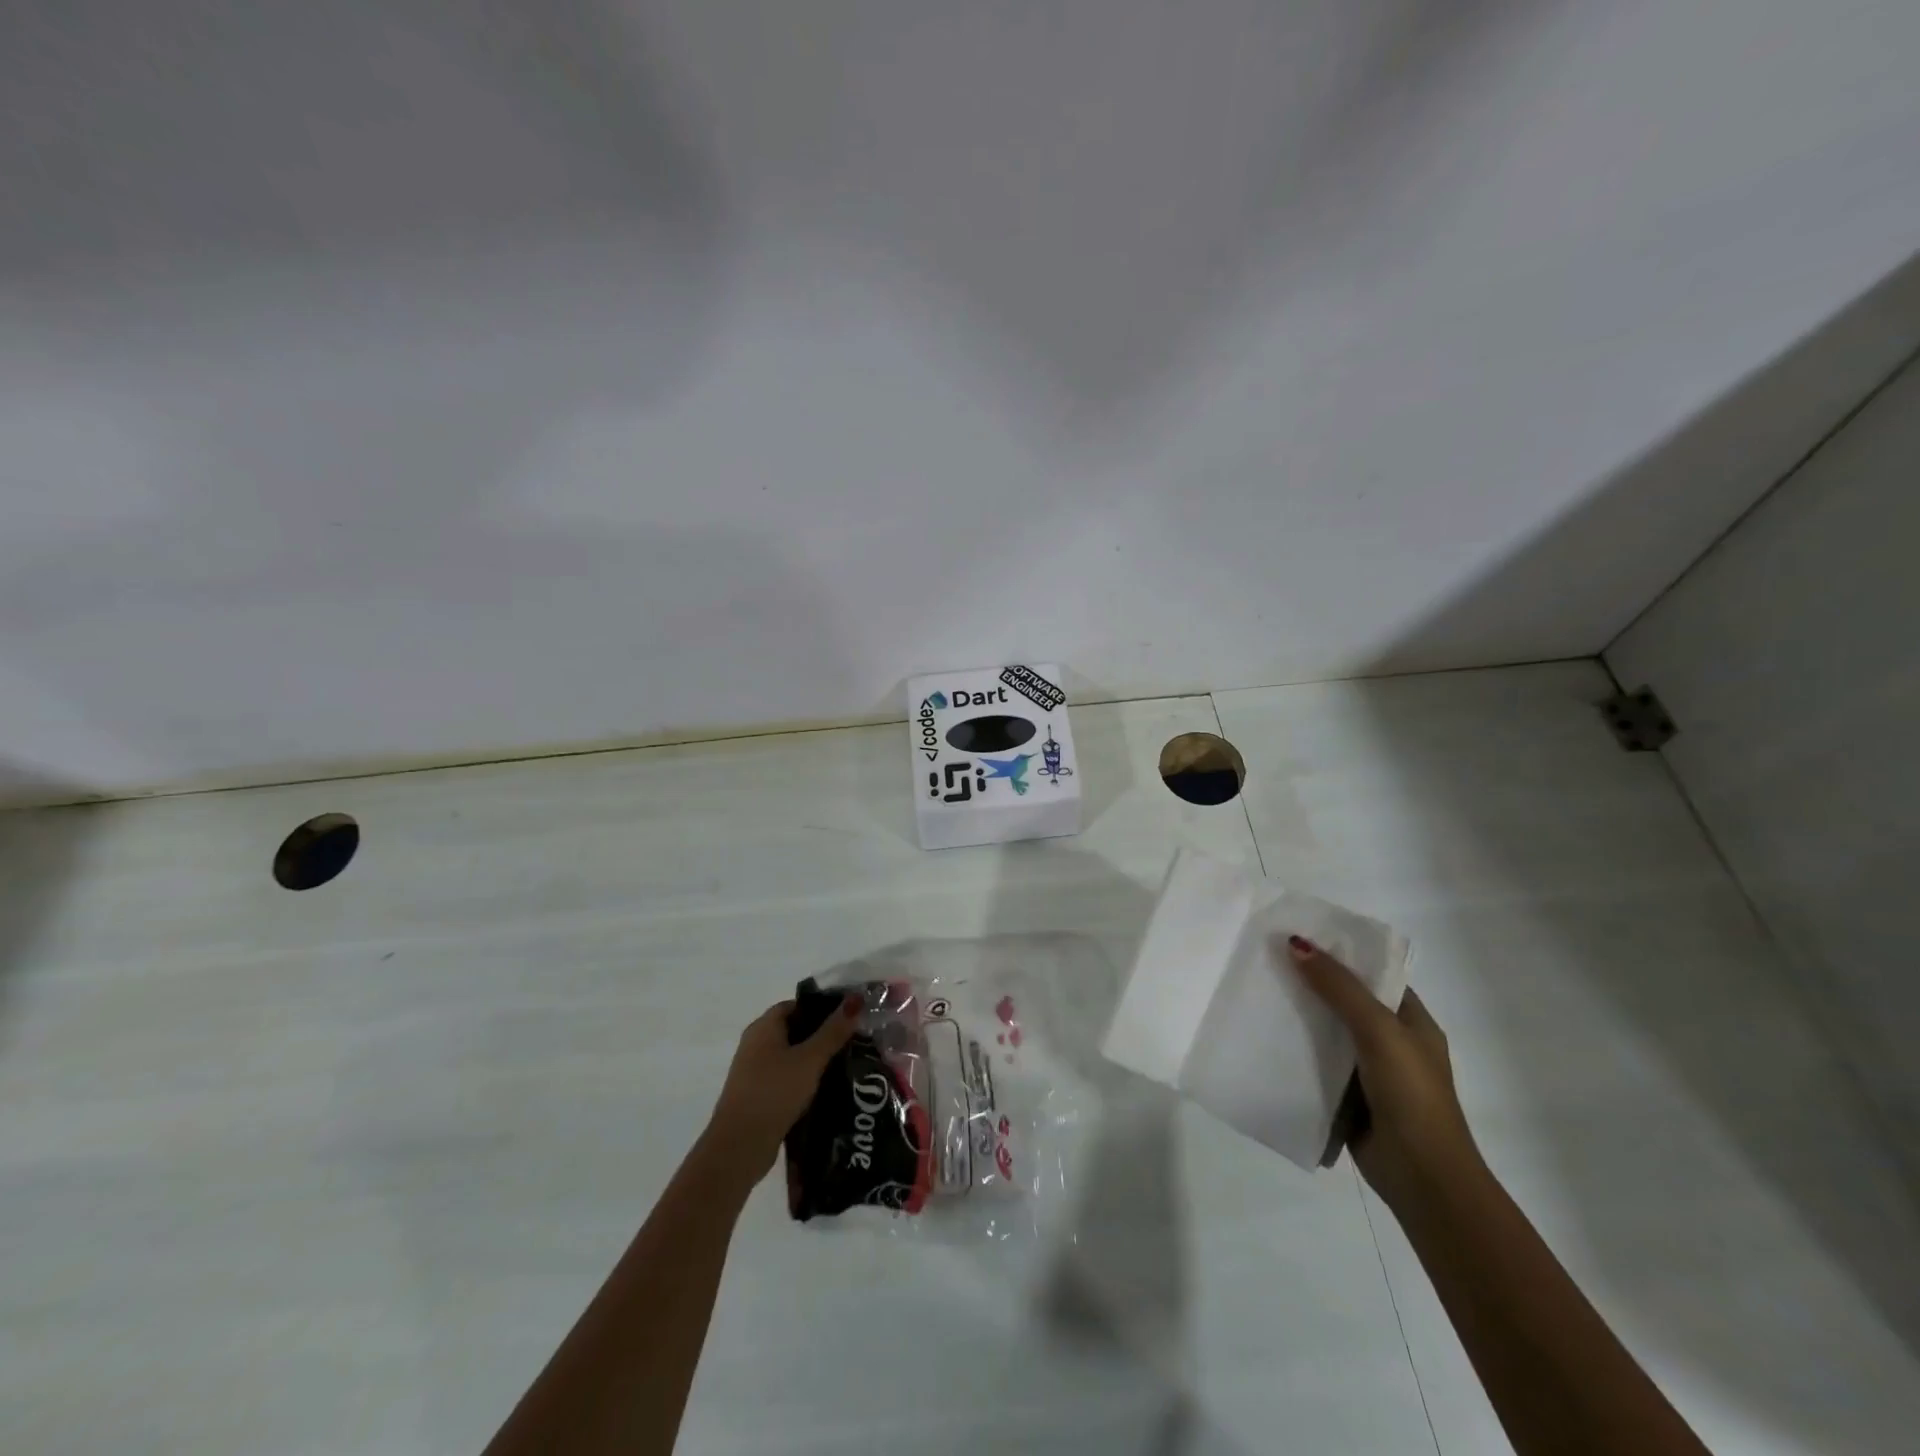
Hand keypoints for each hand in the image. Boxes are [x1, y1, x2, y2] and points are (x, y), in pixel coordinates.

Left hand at [701, 995, 860, 1186]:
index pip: (796, 1005)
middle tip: (853, 1040)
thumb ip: (833, 1031)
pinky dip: (804, 1080)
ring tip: (847, 1064)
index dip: (822, 1008)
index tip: (848, 1017)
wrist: (739, 1147)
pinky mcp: (759, 1096)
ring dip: (815, 1060)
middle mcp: (756, 1044)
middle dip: (823, 1035)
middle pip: (795, 1030)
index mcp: (764, 1027)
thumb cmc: (774, 1092)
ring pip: (791, 1057)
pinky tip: (827, 1090)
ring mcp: (755, 1072)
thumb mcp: (810, 1059)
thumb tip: (856, 999)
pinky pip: (786, 1079)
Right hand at [1286, 938, 1485, 1210]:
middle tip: (1267, 958)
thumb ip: (1339, 988)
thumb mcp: (1379, 1030)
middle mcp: (1391, 1042)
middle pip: (1345, 1001)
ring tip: (1256, 990)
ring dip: (1298, 1016)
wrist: (1423, 1178)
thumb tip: (1296, 943)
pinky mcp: (1347, 1097)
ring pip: (1327, 1032)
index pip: (1373, 975)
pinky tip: (1263, 1036)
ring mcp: (1369, 1072)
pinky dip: (1294, 1050)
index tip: (1298, 936)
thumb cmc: (1411, 1095)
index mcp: (1412, 1022)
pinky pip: (1315, 1063)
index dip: (1340, 954)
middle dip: (1311, 982)